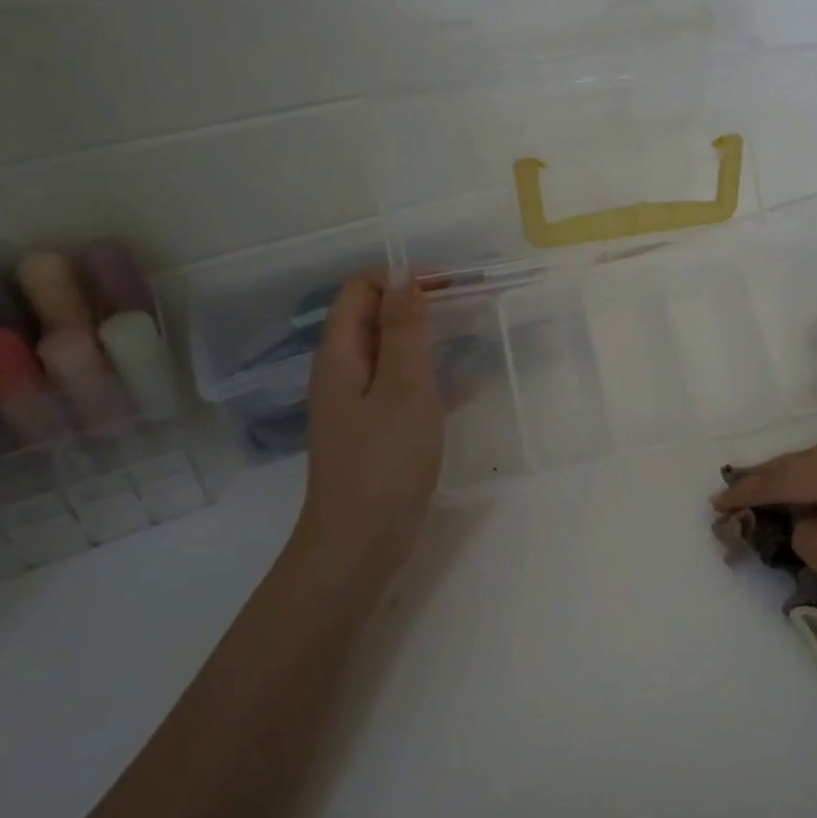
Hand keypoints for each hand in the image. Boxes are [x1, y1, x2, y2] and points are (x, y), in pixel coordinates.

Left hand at [294, 270, 444, 586]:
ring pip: (394, 352)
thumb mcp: (403, 387)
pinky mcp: (377, 429)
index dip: (400, 278)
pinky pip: (404, 386)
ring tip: (475, 337)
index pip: (360, 290)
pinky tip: (471, 386)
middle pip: (376, 317)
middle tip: (469, 307)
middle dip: (419, 305)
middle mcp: (344, 372)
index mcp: (341, 354)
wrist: (359, 543)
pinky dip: (433, 377)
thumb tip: (403, 274)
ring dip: (430, 339)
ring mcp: (359, 403)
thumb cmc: (384, 460)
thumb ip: (404, 329)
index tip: (448, 286)